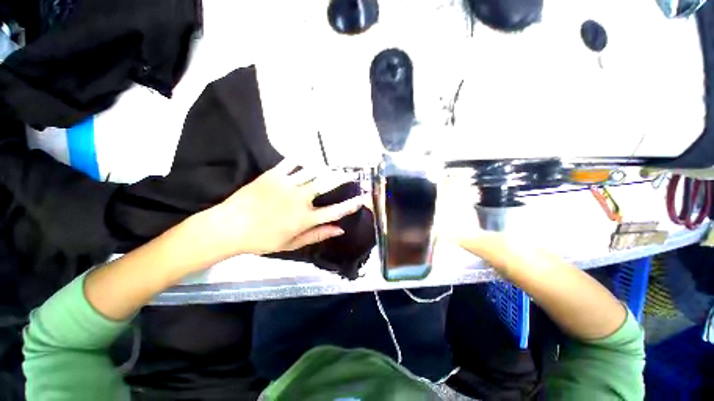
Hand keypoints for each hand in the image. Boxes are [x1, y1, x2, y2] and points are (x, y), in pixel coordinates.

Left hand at [201, 159, 366, 257]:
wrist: (229, 227)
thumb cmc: (262, 240)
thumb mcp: (291, 244)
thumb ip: (317, 235)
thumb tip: (340, 230)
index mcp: (305, 218)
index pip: (335, 211)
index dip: (351, 204)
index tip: (362, 198)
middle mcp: (300, 199)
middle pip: (327, 185)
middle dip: (342, 178)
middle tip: (352, 173)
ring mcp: (287, 184)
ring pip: (313, 171)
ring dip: (326, 167)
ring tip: (335, 164)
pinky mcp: (274, 174)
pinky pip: (292, 162)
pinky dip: (302, 158)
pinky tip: (309, 155)